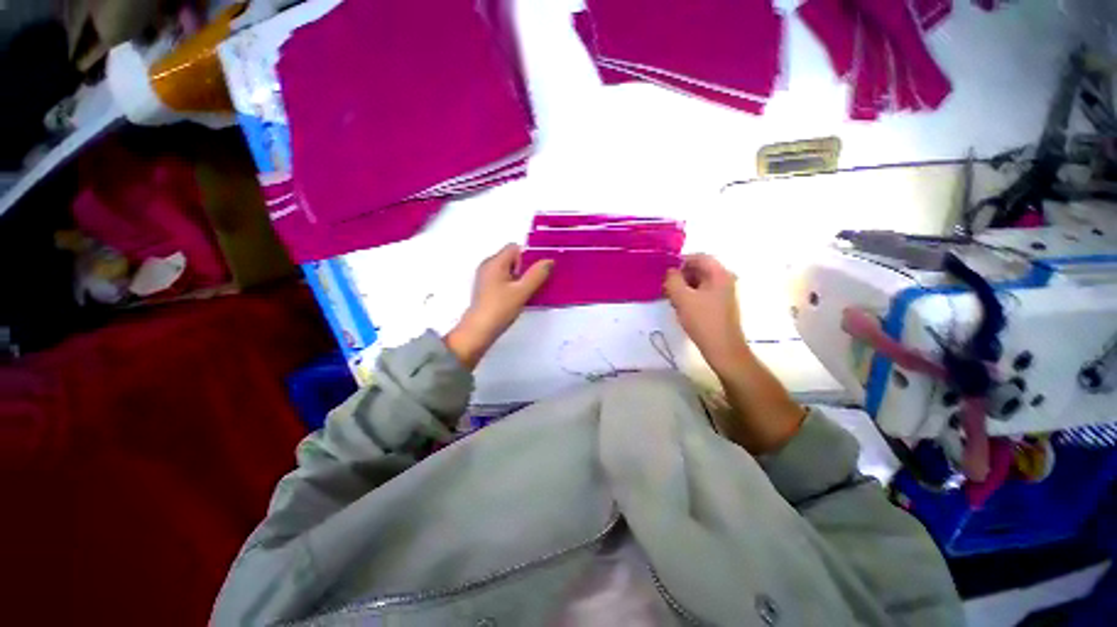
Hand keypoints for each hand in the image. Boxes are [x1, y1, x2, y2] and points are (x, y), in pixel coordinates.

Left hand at [445, 244, 552, 368]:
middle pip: (512, 259)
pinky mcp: (487, 290)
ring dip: (521, 279)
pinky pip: (504, 281)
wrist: (478, 331)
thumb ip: (537, 274)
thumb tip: (549, 261)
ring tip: (527, 293)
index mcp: (495, 262)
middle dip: (526, 269)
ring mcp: (486, 278)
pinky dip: (513, 286)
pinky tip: (519, 299)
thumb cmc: (499, 309)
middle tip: (534, 284)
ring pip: (509, 271)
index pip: (515, 248)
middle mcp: (488, 266)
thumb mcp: (522, 291)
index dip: (528, 257)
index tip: (536, 272)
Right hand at [665, 254, 804, 452]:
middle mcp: (724, 279)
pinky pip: (702, 293)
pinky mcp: (719, 305)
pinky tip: (680, 307)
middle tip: (666, 286)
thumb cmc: (703, 321)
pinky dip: (689, 296)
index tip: (665, 272)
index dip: (680, 261)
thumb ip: (673, 280)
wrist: (723, 349)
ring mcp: (723, 293)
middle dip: (681, 275)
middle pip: (699, 269)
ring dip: (683, 287)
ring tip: (671, 298)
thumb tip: (670, 271)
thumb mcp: (682, 298)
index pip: (699, 257)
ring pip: (699, 282)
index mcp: (719, 274)